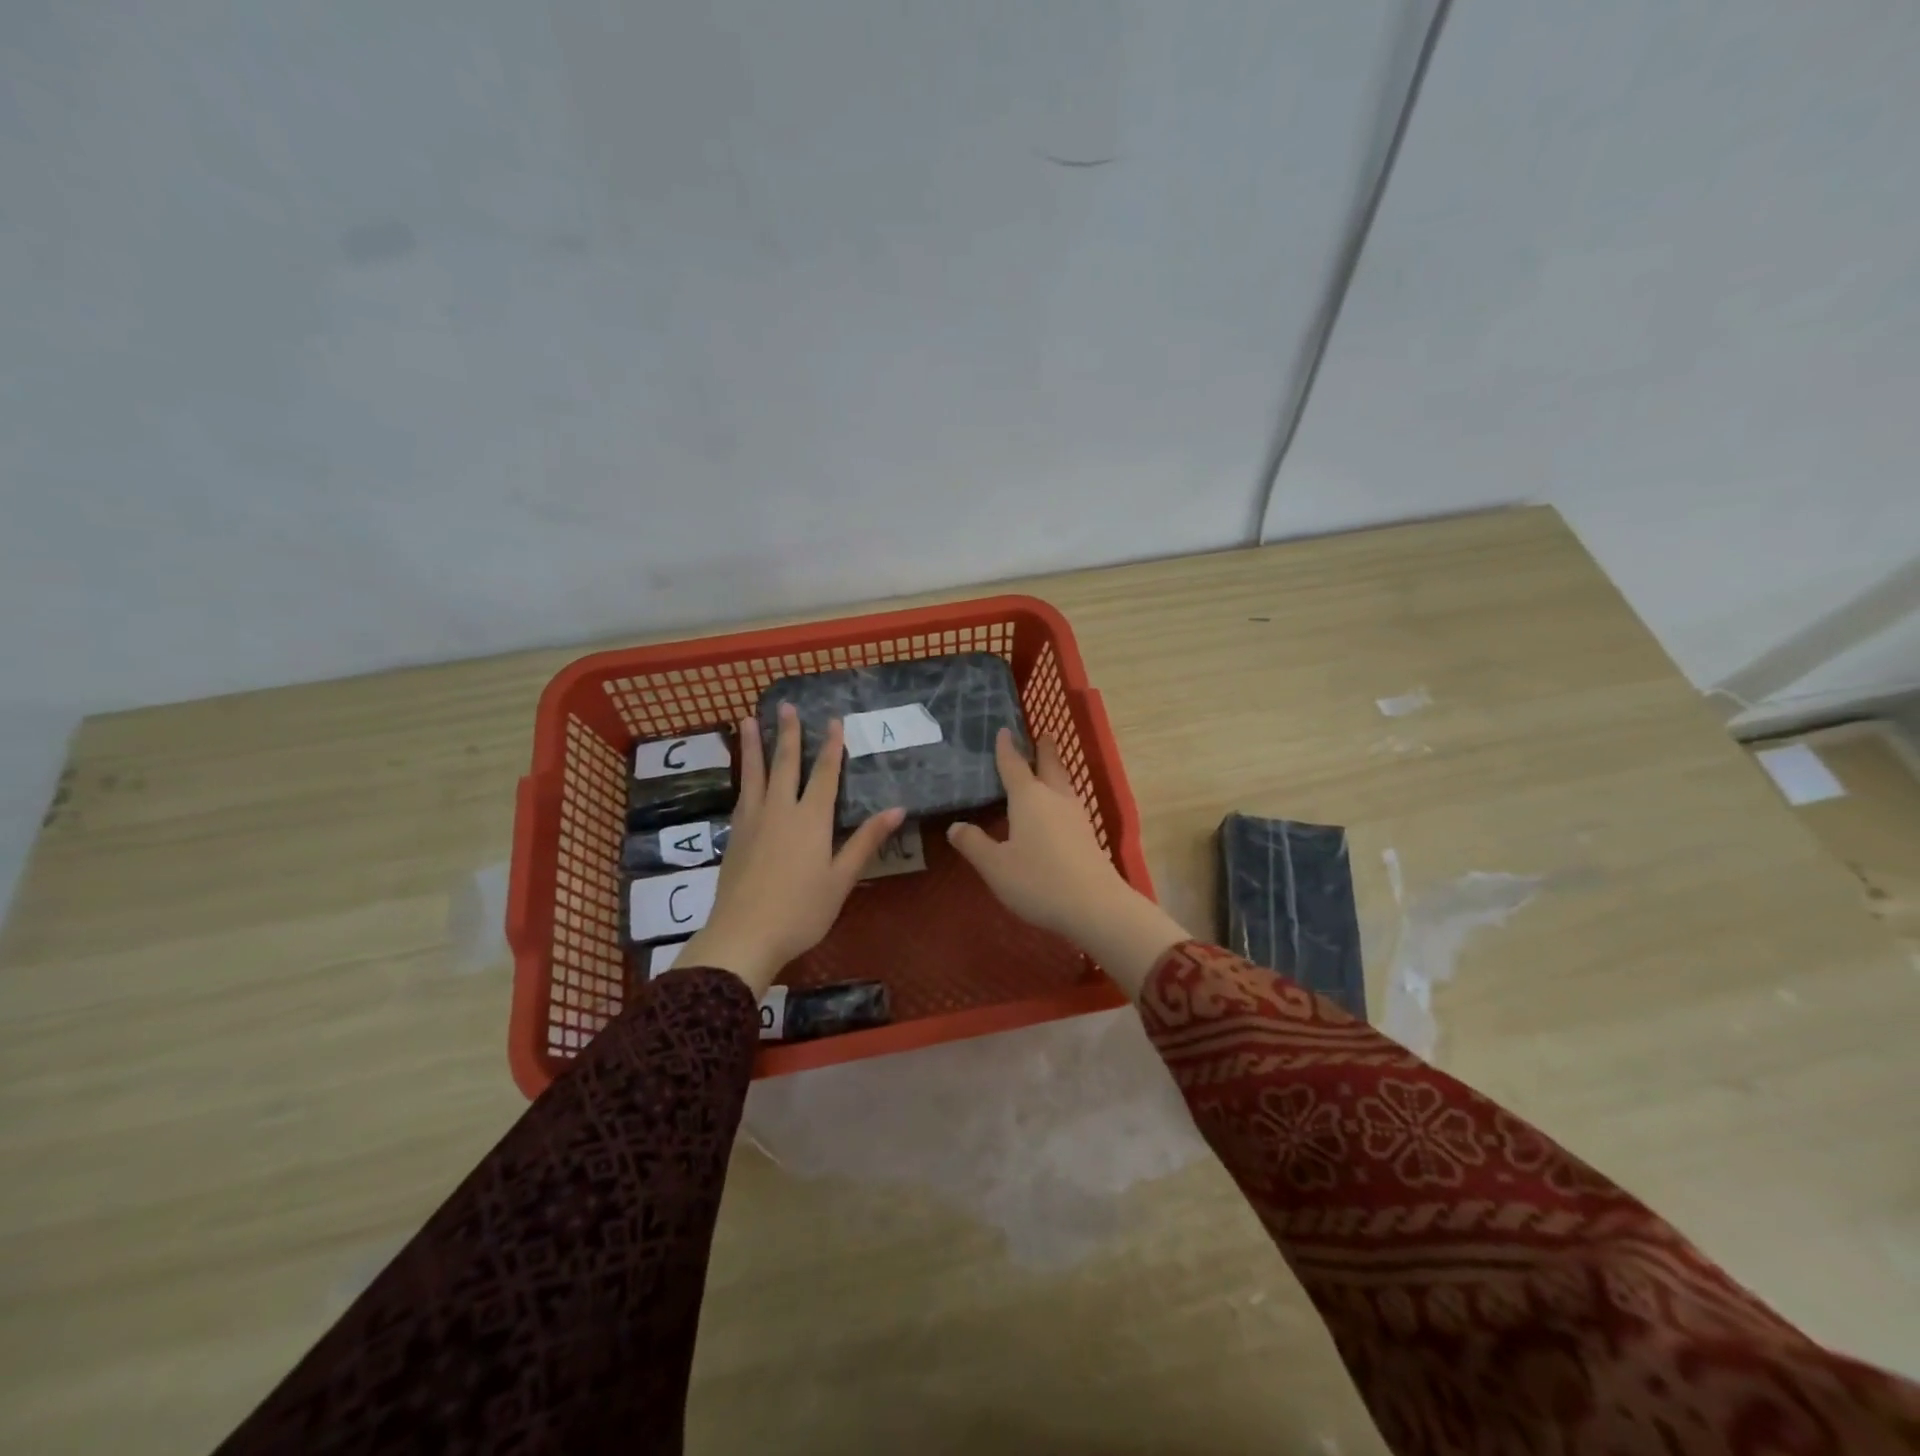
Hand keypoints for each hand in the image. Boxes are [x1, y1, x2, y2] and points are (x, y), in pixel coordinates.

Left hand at [676, 703, 904, 996]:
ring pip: (755, 774)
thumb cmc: (802, 911)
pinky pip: (742, 794)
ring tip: (748, 719)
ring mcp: (753, 821)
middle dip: (788, 733)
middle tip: (786, 706)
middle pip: (785, 764)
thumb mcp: (842, 878)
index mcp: (811, 819)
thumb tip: (897, 808)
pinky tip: (744, 774)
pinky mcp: (735, 835)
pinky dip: (743, 776)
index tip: (833, 720)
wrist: (744, 935)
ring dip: (754, 746)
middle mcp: (781, 810)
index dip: (831, 746)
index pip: (824, 774)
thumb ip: (866, 840)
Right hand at [947, 730, 1188, 998]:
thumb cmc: (1038, 881)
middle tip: (1043, 733)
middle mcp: (1054, 798)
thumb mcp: (996, 866)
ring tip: (1050, 764)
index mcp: (1028, 798)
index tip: (1004, 730)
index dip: (1006, 748)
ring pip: (1063, 783)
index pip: (1014, 765)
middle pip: (1049, 766)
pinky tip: (1058, 807)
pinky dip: (1061, 793)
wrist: (1095, 905)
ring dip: (1056, 769)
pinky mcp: (1087, 835)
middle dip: (1044, 749)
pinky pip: (1070, 802)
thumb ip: (974, 844)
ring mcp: (1075, 816)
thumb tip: (955, 826)